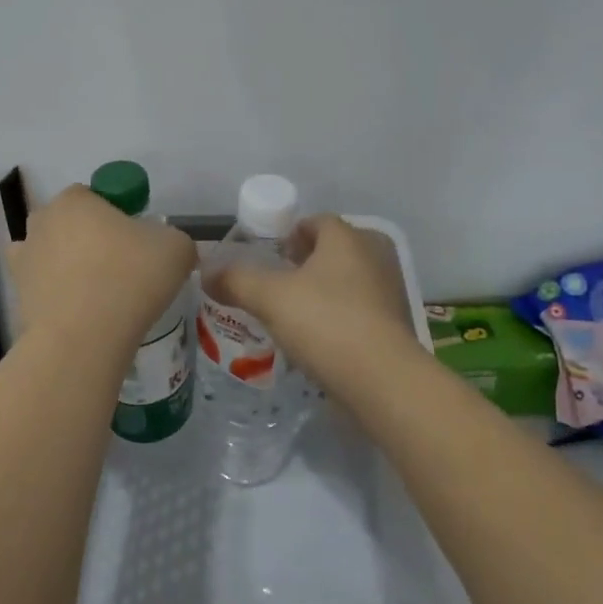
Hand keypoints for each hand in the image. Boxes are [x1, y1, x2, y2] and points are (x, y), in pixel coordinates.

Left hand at [9, 185, 195, 354]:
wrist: (84, 338)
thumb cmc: (130, 279)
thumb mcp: (176, 248)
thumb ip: (173, 237)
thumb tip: (165, 247)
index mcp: (75, 200)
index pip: (94, 195)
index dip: (116, 214)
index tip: (135, 240)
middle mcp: (42, 221)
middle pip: (69, 222)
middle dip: (89, 237)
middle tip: (120, 266)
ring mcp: (24, 258)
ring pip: (50, 252)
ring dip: (67, 264)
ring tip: (97, 292)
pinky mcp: (18, 294)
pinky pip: (40, 285)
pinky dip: (53, 292)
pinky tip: (75, 308)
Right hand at [203, 215, 416, 388]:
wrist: (383, 381)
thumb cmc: (326, 323)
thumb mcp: (269, 298)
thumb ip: (236, 280)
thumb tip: (206, 272)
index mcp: (347, 238)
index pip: (316, 222)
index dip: (289, 235)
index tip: (269, 257)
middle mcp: (374, 256)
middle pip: (334, 250)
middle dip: (307, 263)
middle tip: (279, 284)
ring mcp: (390, 291)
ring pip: (349, 281)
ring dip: (324, 292)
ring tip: (295, 315)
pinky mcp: (396, 326)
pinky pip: (361, 310)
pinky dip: (341, 318)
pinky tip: (319, 341)